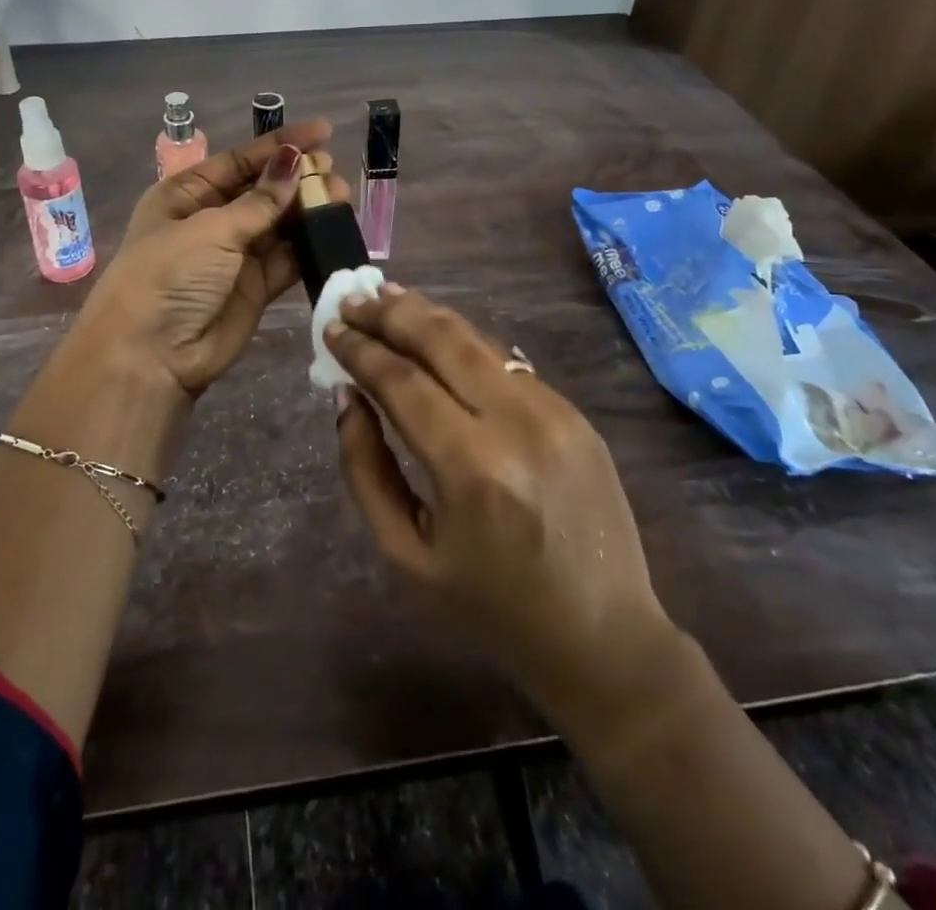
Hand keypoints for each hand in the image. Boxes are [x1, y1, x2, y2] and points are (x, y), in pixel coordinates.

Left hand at [74, 122, 349, 398]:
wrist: (151, 355)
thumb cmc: (169, 276)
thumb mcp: (211, 229)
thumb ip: (260, 201)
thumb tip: (294, 162)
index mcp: (186, 194)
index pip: (240, 160)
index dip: (279, 145)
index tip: (322, 132)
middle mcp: (211, 220)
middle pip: (263, 190)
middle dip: (297, 178)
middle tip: (332, 171)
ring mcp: (234, 255)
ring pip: (279, 224)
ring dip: (308, 210)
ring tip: (341, 196)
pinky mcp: (255, 287)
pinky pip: (287, 258)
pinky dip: (309, 245)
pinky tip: (334, 229)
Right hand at [326, 285, 690, 731]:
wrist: (604, 637)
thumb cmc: (491, 607)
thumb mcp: (406, 552)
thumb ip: (366, 468)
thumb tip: (347, 397)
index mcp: (472, 469)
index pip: (402, 381)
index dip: (360, 349)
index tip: (331, 328)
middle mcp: (517, 423)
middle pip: (443, 339)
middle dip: (391, 312)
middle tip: (354, 298)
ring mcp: (554, 411)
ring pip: (477, 339)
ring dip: (427, 314)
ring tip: (387, 298)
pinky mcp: (574, 412)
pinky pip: (505, 362)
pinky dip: (462, 343)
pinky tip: (435, 336)